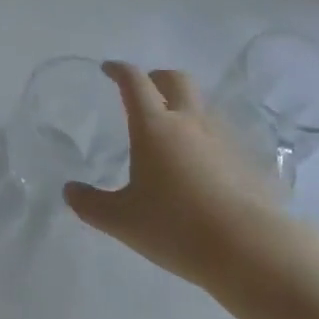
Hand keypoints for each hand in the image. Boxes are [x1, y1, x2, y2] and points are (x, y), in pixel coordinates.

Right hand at [64, 63, 285, 287]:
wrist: (250, 249)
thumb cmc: (176, 227)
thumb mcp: (123, 221)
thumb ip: (92, 205)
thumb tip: (69, 191)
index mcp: (154, 126)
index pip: (134, 82)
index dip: (119, 70)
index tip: (109, 69)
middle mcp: (189, 121)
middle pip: (176, 79)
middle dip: (157, 77)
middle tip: (145, 90)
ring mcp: (222, 138)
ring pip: (202, 105)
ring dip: (185, 106)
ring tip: (173, 130)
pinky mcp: (246, 159)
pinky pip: (222, 135)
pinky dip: (206, 137)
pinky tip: (202, 164)